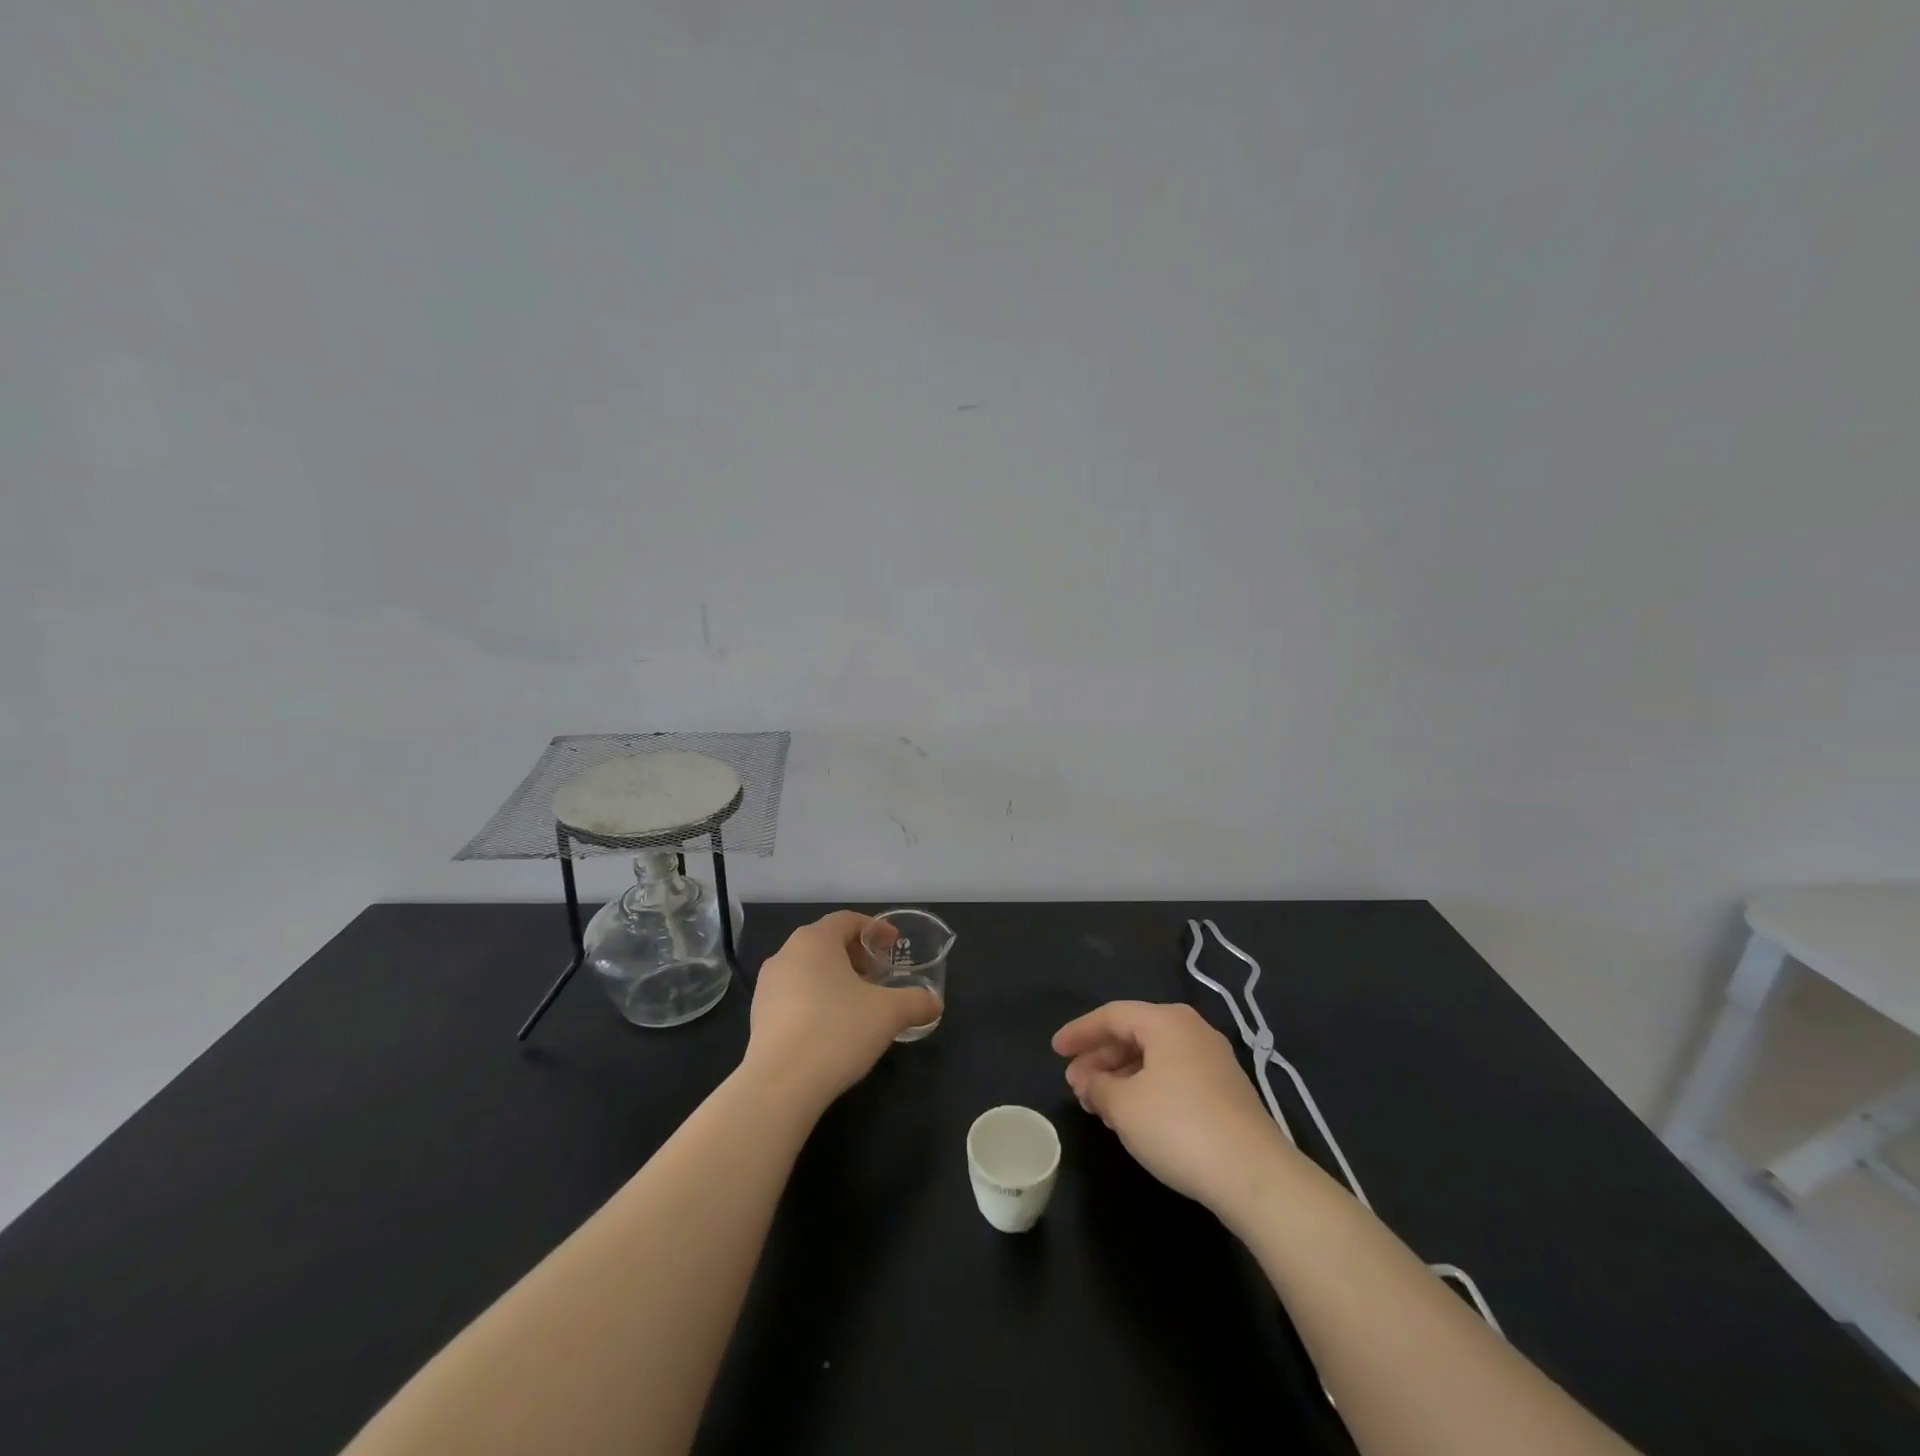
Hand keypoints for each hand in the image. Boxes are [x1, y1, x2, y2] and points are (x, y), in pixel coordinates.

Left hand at [744, 911, 940, 1111]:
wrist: (780, 1085)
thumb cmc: (837, 1031)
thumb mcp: (889, 1014)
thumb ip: (917, 1001)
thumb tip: (935, 1003)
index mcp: (815, 940)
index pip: (847, 919)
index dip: (875, 929)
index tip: (894, 945)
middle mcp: (786, 954)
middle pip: (826, 942)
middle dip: (856, 955)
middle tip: (879, 975)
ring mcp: (767, 986)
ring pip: (808, 969)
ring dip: (835, 977)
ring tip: (858, 1002)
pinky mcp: (757, 1016)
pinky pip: (793, 995)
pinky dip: (816, 999)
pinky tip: (832, 1027)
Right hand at [1053, 1000, 1298, 1216]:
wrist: (1254, 1174)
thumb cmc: (1178, 1126)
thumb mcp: (1124, 1106)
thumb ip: (1098, 1087)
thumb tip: (1087, 1081)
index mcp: (1166, 1021)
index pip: (1112, 1016)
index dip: (1079, 1032)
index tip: (1055, 1050)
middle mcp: (1192, 1031)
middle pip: (1134, 1035)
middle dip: (1100, 1058)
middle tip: (1074, 1083)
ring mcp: (1213, 1061)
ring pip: (1154, 1059)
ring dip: (1121, 1077)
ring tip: (1098, 1104)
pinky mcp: (1225, 1092)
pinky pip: (1173, 1078)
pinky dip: (1145, 1090)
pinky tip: (1131, 1116)